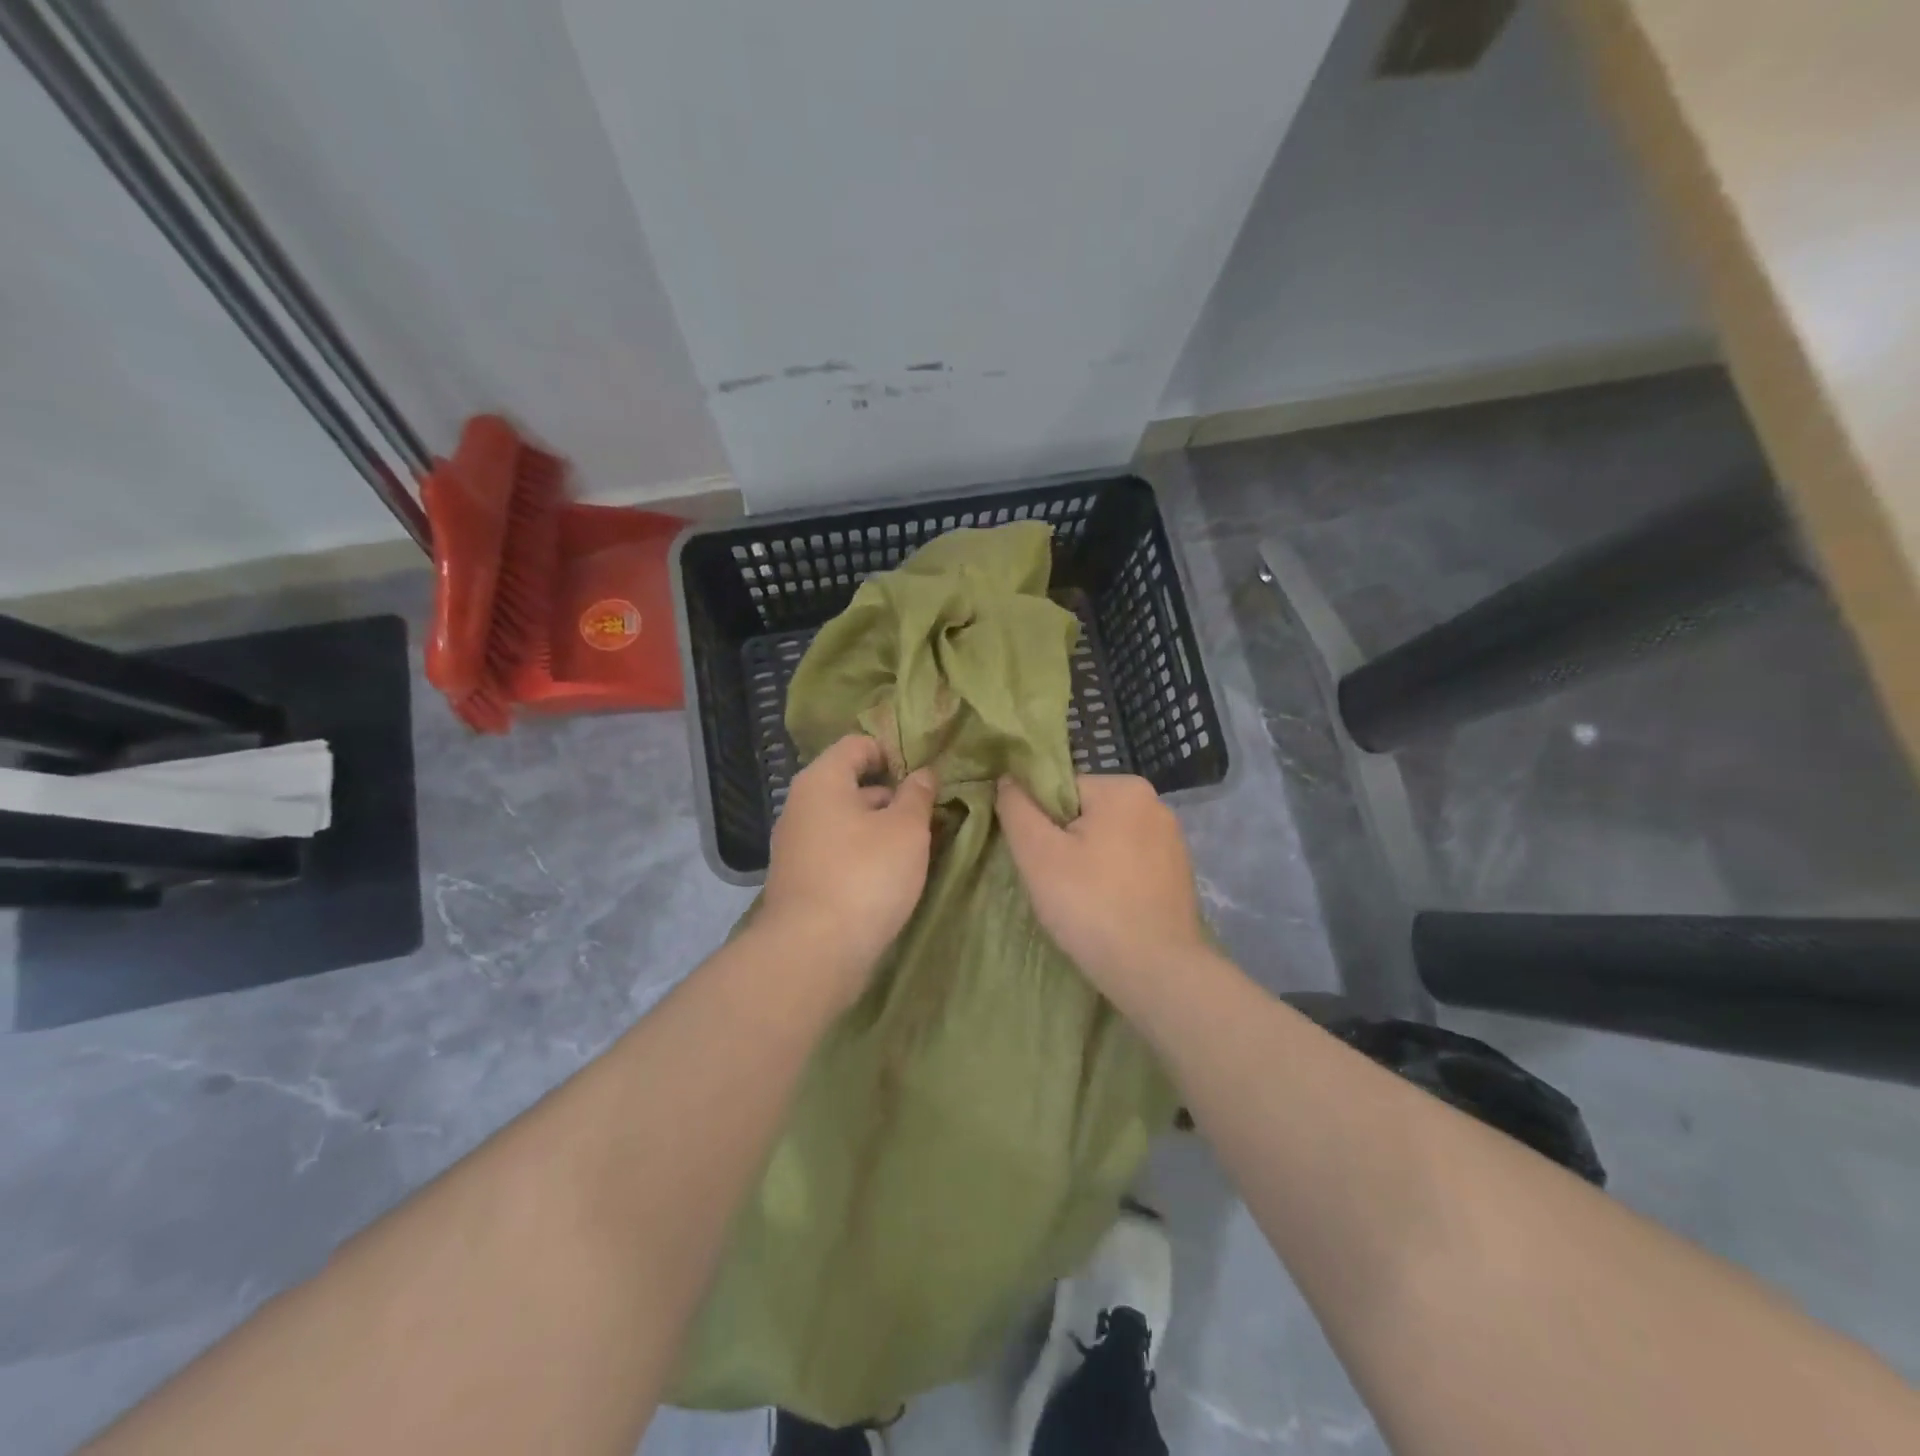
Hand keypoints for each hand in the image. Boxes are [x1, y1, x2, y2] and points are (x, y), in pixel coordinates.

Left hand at [761, 734, 938, 1005]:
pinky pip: (839, 851)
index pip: (858, 744)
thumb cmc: (865, 875)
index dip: (894, 753)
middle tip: (930, 813)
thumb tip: (923, 774)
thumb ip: (918, 795)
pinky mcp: (801, 879)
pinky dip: (865, 854)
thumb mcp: (906, 829)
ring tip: (919, 846)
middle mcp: (801, 806)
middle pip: (852, 784)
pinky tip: (891, 875)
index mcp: (822, 780)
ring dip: (882, 828)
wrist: (814, 952)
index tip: (925, 778)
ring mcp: (797, 845)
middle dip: (893, 795)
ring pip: (848, 821)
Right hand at [996, 773, 1204, 995]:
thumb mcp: (1038, 854)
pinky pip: (1130, 864)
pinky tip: (1106, 910)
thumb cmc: (1091, 905)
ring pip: (1107, 840)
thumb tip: (1007, 777)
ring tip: (1080, 901)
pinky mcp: (1179, 874)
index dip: (1039, 822)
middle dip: (1063, 843)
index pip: (1061, 789)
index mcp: (1124, 789)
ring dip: (1087, 863)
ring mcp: (1172, 841)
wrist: (1156, 972)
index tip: (1037, 860)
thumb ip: (1016, 808)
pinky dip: (1113, 880)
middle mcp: (1155, 804)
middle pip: (1084, 813)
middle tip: (1054, 883)